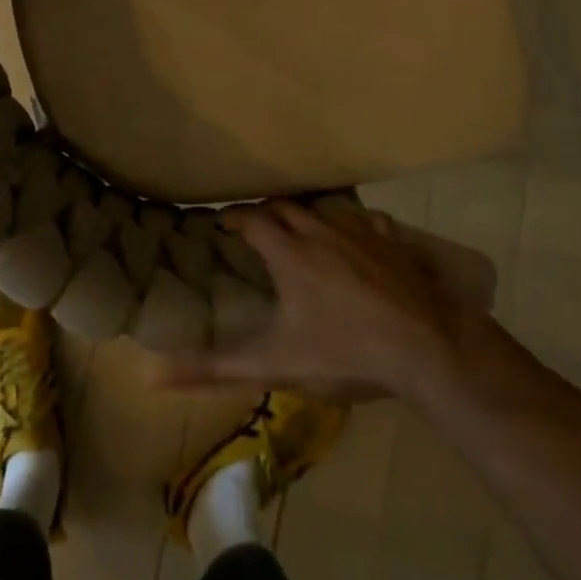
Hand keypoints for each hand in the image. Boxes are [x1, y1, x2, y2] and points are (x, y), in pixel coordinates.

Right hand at [162, 202, 497, 402]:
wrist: (427, 348)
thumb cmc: (345, 353)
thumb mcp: (275, 364)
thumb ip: (214, 367)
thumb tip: (153, 372)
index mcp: (289, 254)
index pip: (251, 219)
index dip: (234, 217)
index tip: (223, 220)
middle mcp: (321, 232)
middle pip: (285, 207)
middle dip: (267, 212)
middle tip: (257, 226)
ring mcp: (361, 233)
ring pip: (325, 210)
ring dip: (308, 215)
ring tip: (301, 229)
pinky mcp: (394, 243)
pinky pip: (369, 221)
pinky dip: (355, 225)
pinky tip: (359, 237)